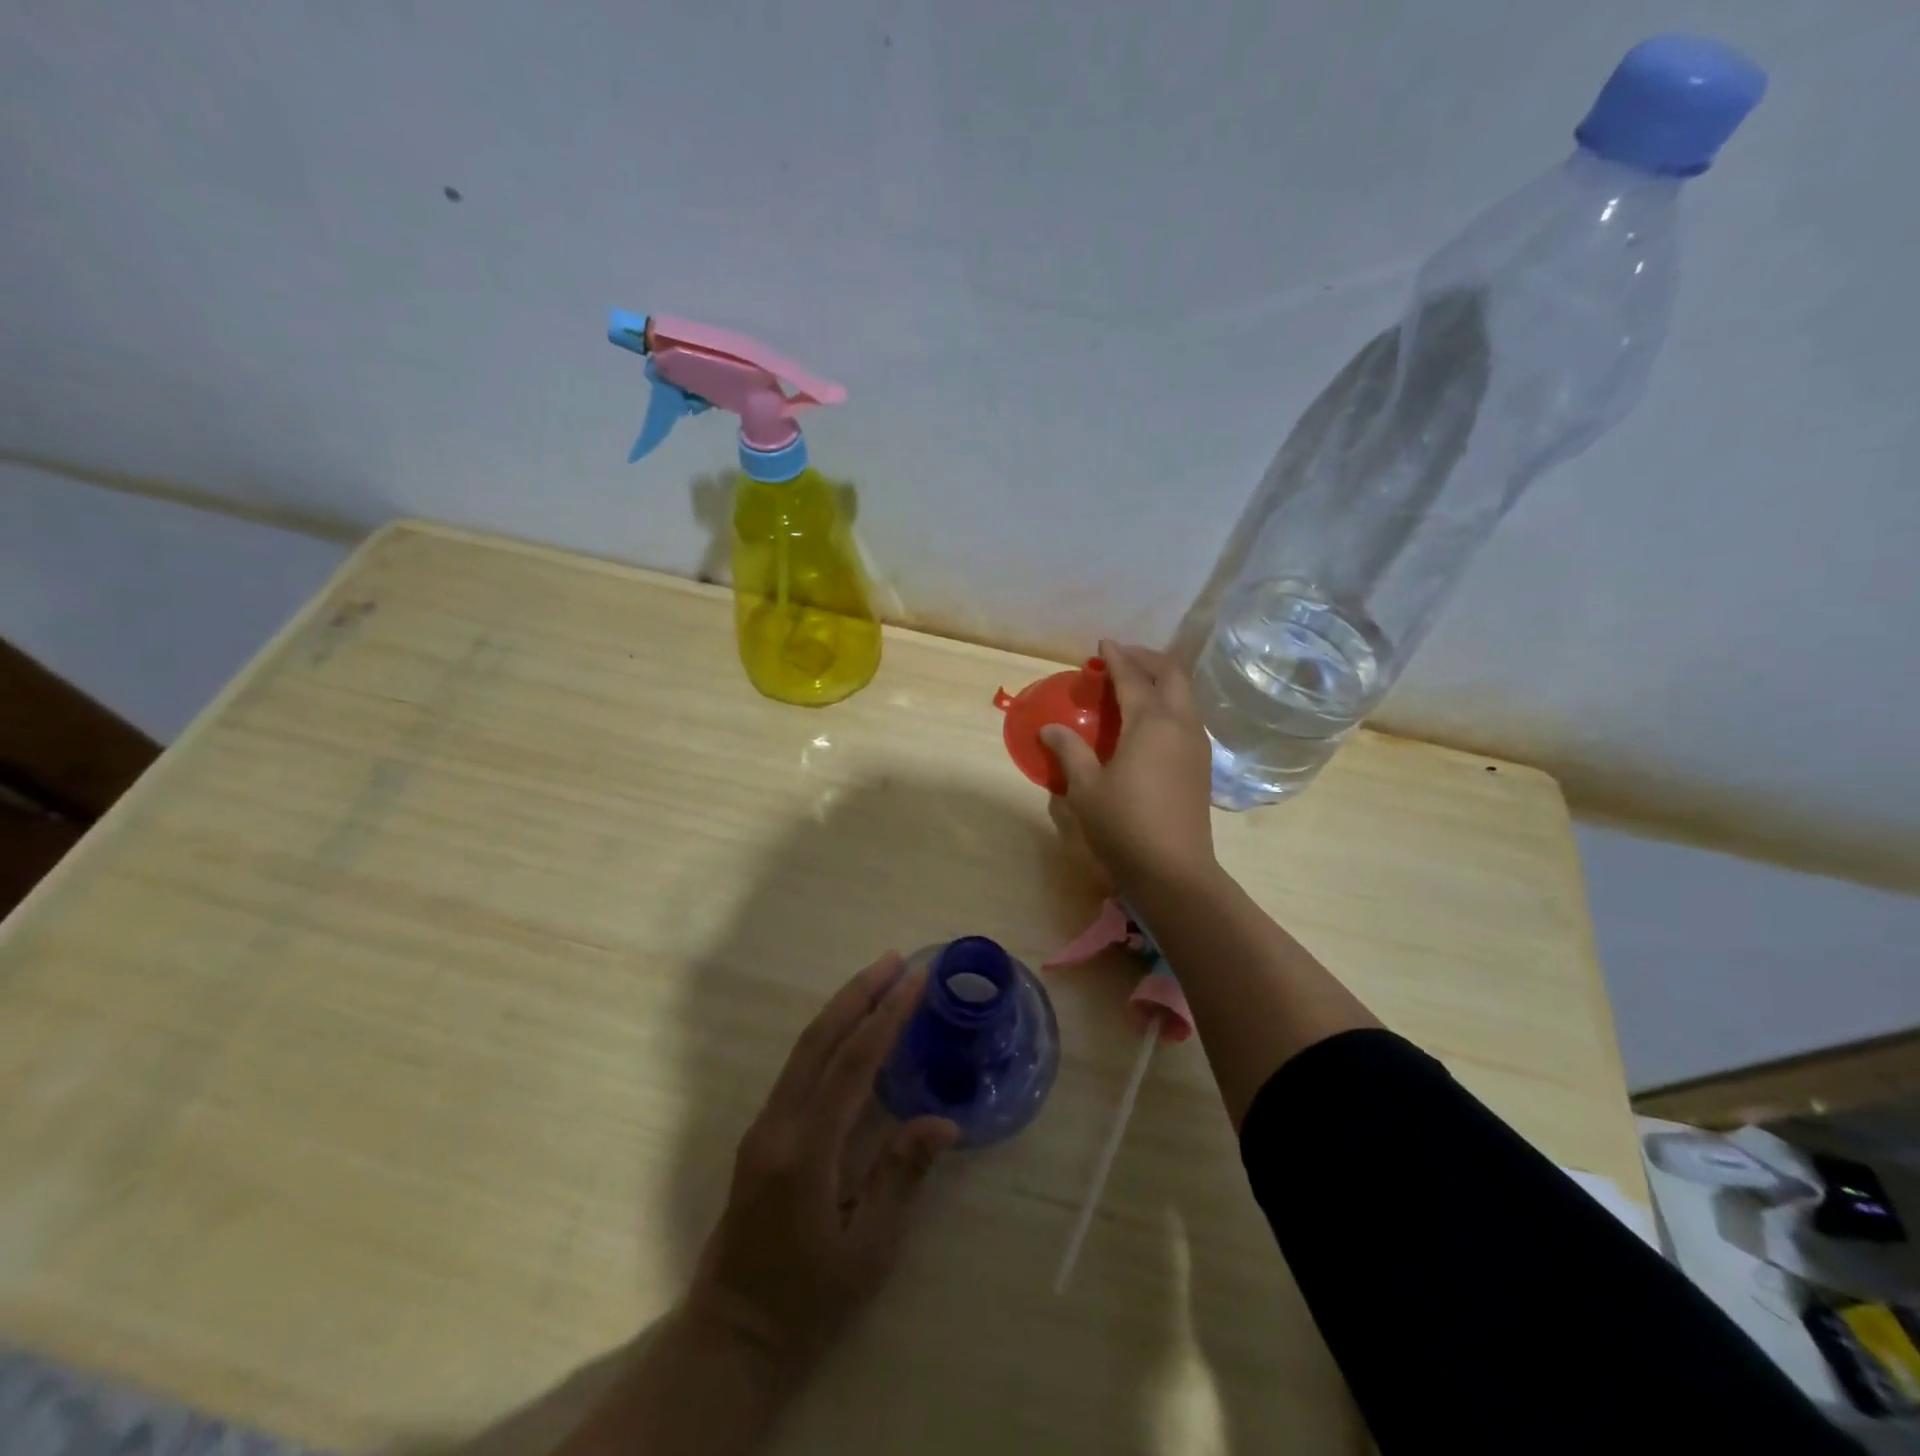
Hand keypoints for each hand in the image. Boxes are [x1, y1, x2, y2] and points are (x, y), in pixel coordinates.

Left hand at [688, 953, 958, 1375]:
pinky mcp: (761, 1133)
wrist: (731, 1336)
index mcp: (806, 1152)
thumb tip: (943, 1121)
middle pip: (819, 1040)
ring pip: (804, 1049)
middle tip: (896, 959)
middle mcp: (778, 1125)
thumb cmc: (808, 1302)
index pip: (852, 1065)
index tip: (916, 979)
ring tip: (878, 978)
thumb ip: (901, 1178)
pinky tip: (851, 1029)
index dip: (886, 1017)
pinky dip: (828, 1036)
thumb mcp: (868, 1252)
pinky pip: (798, 1068)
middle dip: (859, 993)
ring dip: (841, 1008)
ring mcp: (763, 1126)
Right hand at [1041, 640, 1215, 891]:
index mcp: (1150, 723)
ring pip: (1185, 694)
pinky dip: (1169, 701)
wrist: (1174, 871)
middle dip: (1147, 659)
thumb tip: (1050, 729)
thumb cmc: (1124, 825)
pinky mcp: (1201, 764)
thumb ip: (1069, 751)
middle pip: (1171, 674)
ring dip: (1162, 679)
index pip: (1132, 677)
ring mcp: (1196, 744)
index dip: (1116, 657)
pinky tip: (1150, 719)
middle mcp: (1180, 724)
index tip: (1102, 644)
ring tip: (1135, 683)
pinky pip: (1187, 715)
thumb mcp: (1085, 788)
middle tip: (1121, 658)